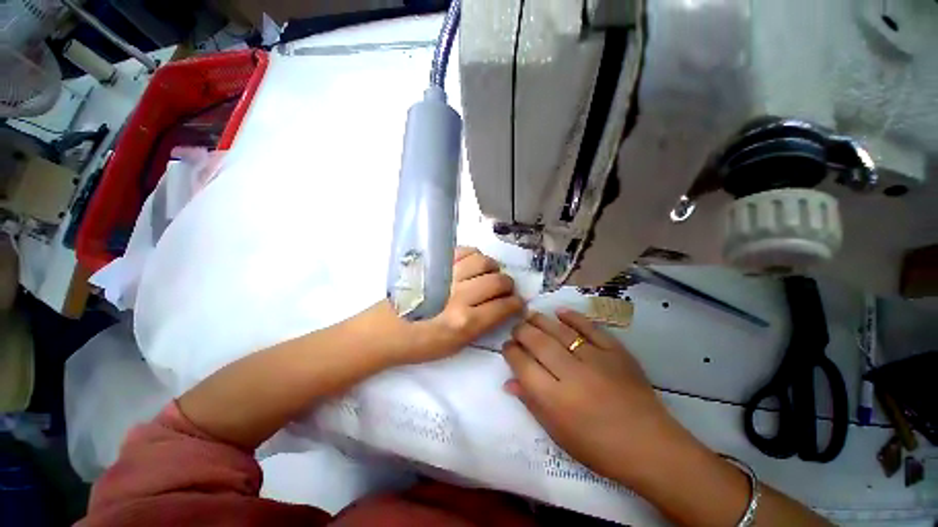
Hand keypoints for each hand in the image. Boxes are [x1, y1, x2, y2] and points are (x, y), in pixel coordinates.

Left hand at [381, 247, 523, 364]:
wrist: (386, 331)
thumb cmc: (421, 345)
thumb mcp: (457, 345)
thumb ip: (483, 325)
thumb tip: (502, 308)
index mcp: (464, 322)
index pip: (503, 306)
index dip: (516, 304)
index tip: (517, 303)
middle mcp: (459, 296)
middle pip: (498, 280)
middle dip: (508, 285)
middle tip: (504, 290)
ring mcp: (446, 276)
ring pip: (483, 261)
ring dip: (493, 268)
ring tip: (490, 275)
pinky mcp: (435, 265)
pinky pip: (464, 251)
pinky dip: (475, 256)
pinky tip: (473, 266)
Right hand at [502, 309, 693, 485]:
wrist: (651, 447)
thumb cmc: (599, 448)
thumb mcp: (558, 434)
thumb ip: (532, 403)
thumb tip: (509, 381)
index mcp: (555, 400)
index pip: (523, 365)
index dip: (510, 352)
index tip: (507, 347)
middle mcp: (572, 375)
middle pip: (538, 343)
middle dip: (521, 332)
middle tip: (516, 329)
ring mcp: (596, 360)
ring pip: (560, 331)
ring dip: (541, 320)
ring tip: (530, 316)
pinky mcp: (616, 352)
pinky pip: (591, 328)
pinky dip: (574, 317)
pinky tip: (560, 312)